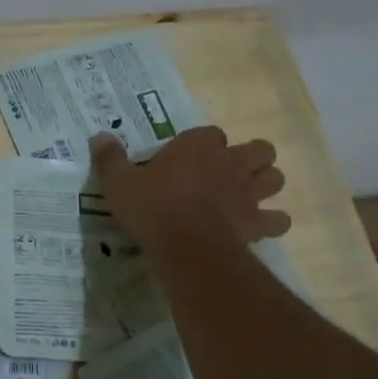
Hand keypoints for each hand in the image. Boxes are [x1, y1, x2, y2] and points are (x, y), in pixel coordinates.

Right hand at [90, 127, 290, 249]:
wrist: (187, 245)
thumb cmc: (153, 208)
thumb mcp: (119, 183)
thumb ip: (110, 159)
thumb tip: (99, 136)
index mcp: (198, 146)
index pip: (211, 133)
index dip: (205, 144)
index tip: (191, 158)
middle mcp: (230, 162)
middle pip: (259, 149)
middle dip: (251, 158)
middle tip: (231, 174)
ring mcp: (248, 192)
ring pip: (275, 178)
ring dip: (266, 185)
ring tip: (249, 197)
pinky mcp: (257, 222)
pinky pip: (278, 220)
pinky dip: (273, 223)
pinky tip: (261, 229)